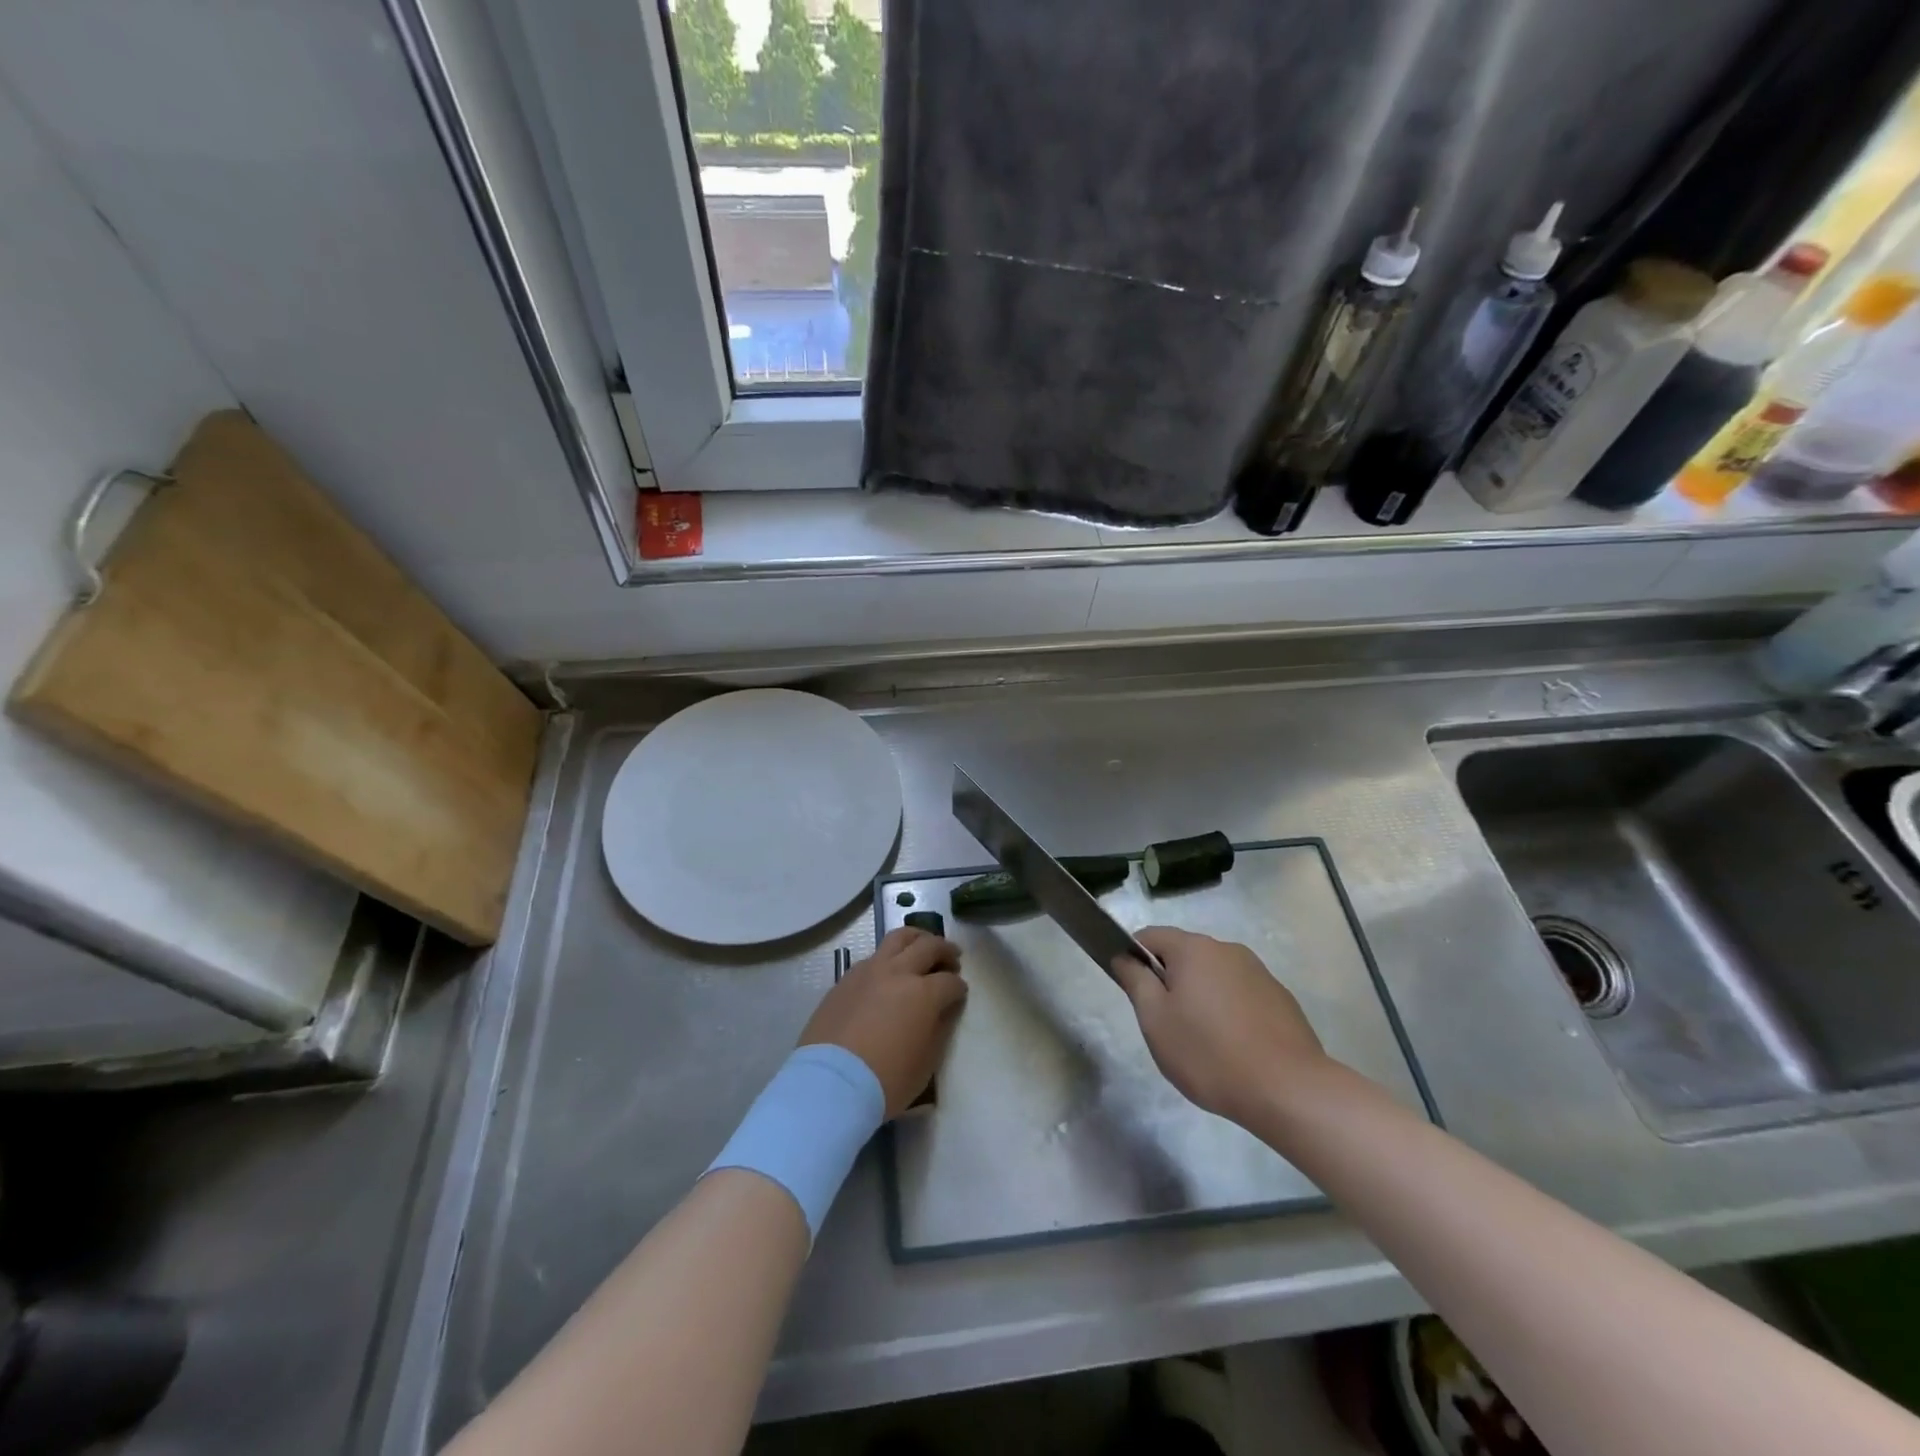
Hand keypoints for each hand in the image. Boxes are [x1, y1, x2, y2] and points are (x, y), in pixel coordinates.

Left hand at [800, 928, 966, 1117]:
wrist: (830, 1084)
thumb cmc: (886, 1081)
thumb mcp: (926, 1063)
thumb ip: (940, 1029)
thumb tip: (944, 1010)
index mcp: (923, 993)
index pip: (950, 982)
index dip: (959, 988)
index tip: (960, 994)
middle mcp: (898, 972)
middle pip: (929, 946)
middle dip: (946, 951)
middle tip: (953, 958)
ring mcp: (869, 970)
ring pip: (898, 938)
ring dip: (917, 938)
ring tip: (923, 945)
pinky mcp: (846, 978)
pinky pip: (874, 956)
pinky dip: (889, 957)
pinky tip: (889, 971)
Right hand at [1111, 927, 1328, 1126]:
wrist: (1289, 1090)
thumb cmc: (1209, 1053)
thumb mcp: (1155, 1020)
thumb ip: (1135, 980)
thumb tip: (1123, 956)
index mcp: (1194, 948)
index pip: (1150, 936)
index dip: (1133, 957)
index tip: (1132, 991)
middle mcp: (1227, 949)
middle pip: (1184, 955)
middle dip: (1169, 981)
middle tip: (1165, 1024)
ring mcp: (1258, 972)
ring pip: (1214, 976)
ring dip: (1201, 997)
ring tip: (1202, 1042)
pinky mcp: (1280, 998)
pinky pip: (1241, 995)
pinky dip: (1229, 1012)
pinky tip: (1234, 1048)